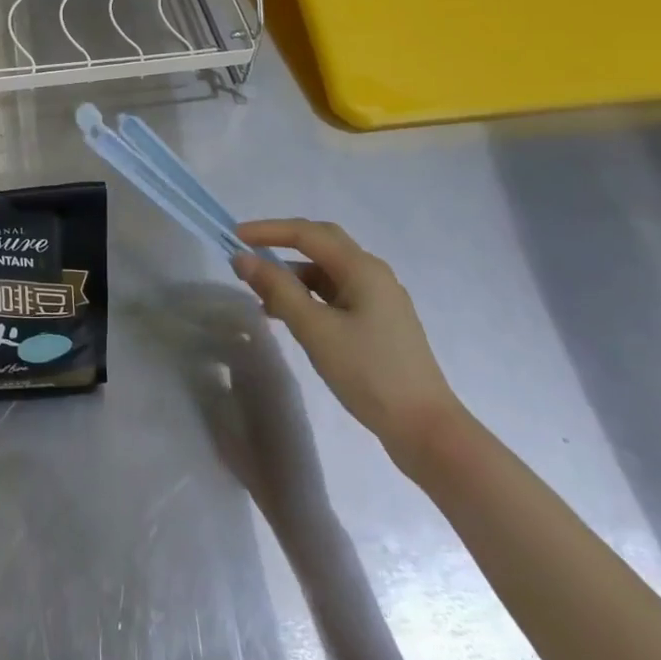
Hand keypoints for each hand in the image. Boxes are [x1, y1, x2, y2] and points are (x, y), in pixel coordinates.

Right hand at [232, 219, 461, 470]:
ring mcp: (379, 300)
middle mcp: (374, 275)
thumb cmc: (369, 373)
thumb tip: (243, 259)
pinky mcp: (379, 324)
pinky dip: (309, 297)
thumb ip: (277, 290)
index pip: (308, 234)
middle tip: (249, 251)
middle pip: (322, 244)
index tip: (234, 236)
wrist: (426, 429)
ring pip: (328, 273)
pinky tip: (290, 318)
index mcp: (363, 268)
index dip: (269, 231)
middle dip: (283, 243)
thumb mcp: (316, 330)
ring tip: (262, 296)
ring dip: (294, 275)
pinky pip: (336, 295)